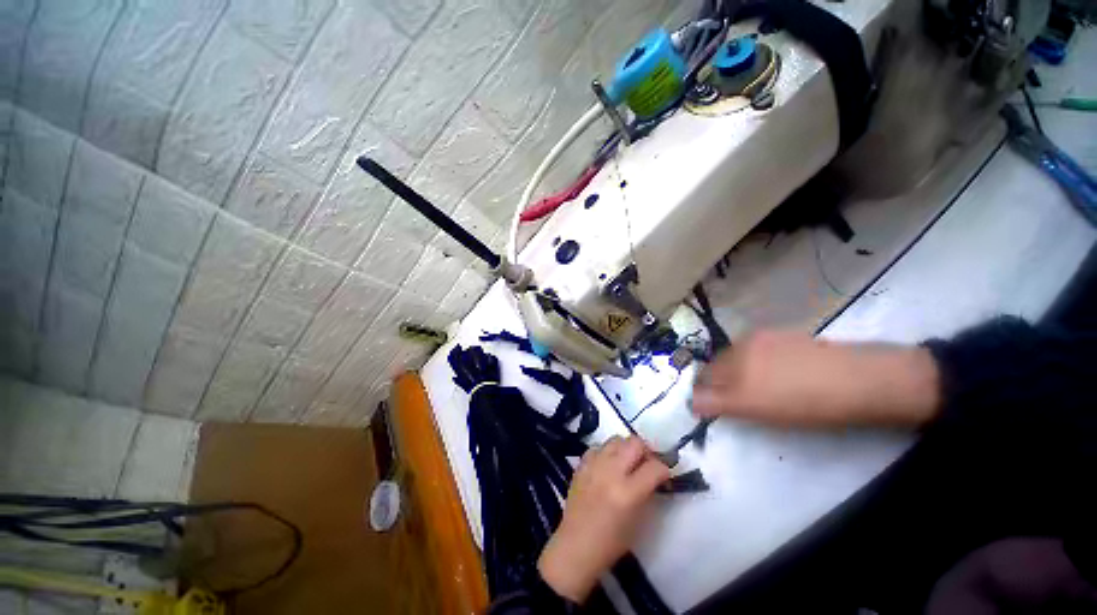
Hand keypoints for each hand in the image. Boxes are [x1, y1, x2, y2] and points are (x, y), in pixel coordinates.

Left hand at [538, 436, 669, 602]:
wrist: (576, 546)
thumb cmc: (611, 542)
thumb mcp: (639, 521)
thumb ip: (648, 492)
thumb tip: (655, 476)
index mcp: (628, 492)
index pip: (654, 467)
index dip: (664, 470)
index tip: (664, 476)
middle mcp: (611, 472)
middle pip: (635, 442)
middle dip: (646, 451)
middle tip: (647, 464)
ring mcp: (594, 465)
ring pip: (616, 439)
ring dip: (626, 448)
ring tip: (627, 462)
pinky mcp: (581, 464)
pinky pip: (598, 447)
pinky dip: (607, 452)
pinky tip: (608, 465)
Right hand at [691, 330, 940, 427]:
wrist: (865, 381)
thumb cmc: (805, 402)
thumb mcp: (755, 408)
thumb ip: (717, 402)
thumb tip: (691, 401)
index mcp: (734, 357)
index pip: (706, 374)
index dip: (706, 391)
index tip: (714, 407)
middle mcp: (746, 342)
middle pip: (721, 363)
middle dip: (723, 382)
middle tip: (740, 403)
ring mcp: (770, 337)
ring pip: (742, 358)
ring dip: (742, 374)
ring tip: (763, 392)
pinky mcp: (792, 338)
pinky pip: (764, 352)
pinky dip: (762, 366)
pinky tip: (782, 378)